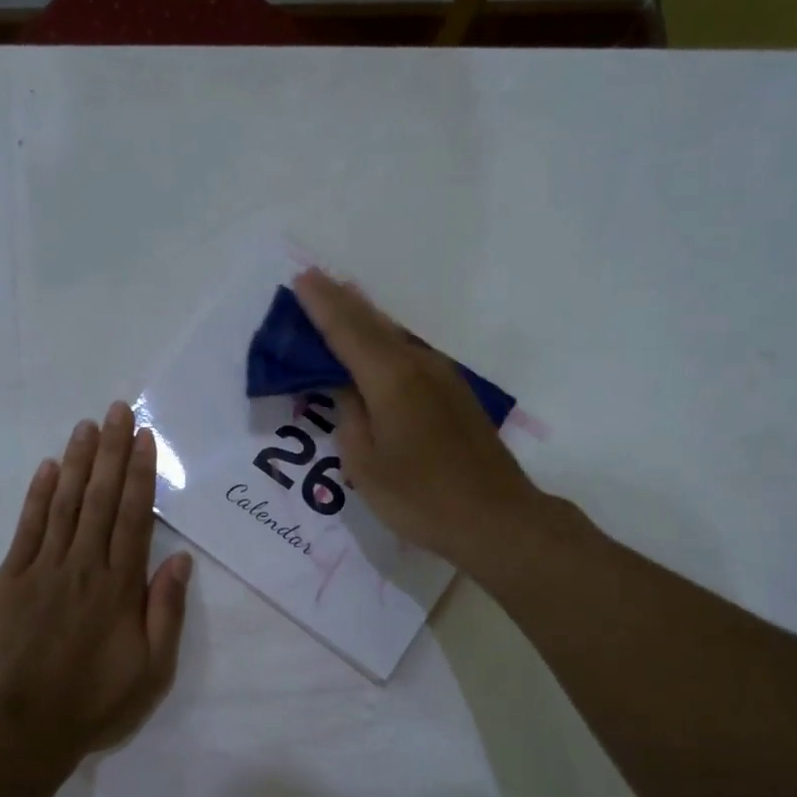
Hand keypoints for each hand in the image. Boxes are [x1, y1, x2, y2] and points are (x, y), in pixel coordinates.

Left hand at [0, 401, 192, 762]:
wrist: (23, 729)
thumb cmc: (95, 702)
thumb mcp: (152, 669)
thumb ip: (165, 611)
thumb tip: (180, 561)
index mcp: (120, 586)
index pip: (134, 516)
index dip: (141, 474)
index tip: (144, 438)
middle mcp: (84, 566)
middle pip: (102, 499)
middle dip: (112, 452)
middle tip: (118, 411)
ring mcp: (43, 569)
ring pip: (66, 504)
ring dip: (79, 462)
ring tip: (88, 426)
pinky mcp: (10, 580)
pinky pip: (28, 528)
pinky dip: (39, 495)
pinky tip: (50, 468)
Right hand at [293, 268, 548, 569]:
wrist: (496, 518)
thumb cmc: (421, 498)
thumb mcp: (366, 465)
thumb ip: (350, 418)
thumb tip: (348, 390)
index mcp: (391, 380)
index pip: (347, 331)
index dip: (321, 305)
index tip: (301, 278)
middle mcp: (419, 366)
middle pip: (374, 324)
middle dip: (342, 302)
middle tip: (316, 281)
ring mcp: (444, 378)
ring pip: (396, 336)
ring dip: (366, 319)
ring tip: (342, 301)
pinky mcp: (456, 395)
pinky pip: (411, 354)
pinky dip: (386, 343)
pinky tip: (378, 347)